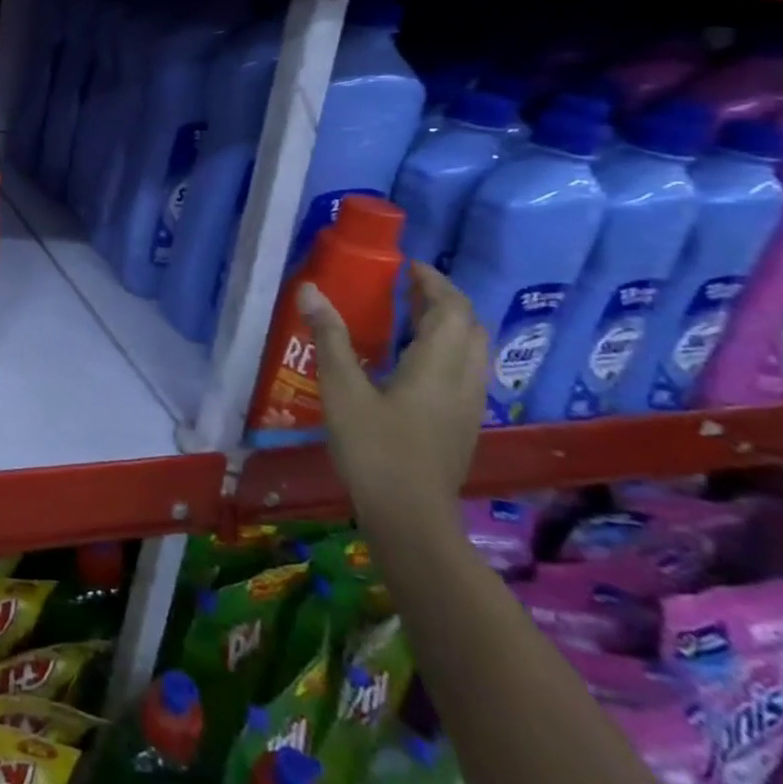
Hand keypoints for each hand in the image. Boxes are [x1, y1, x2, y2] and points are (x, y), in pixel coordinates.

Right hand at [298, 262, 488, 532]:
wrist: (410, 518)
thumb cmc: (375, 449)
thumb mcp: (342, 390)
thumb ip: (330, 338)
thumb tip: (310, 290)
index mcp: (439, 366)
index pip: (451, 309)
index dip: (434, 282)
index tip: (407, 265)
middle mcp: (464, 381)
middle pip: (470, 327)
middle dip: (444, 300)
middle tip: (408, 286)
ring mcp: (468, 406)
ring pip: (472, 351)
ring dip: (449, 324)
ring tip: (411, 315)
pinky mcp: (462, 426)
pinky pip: (465, 371)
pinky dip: (447, 349)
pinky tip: (414, 360)